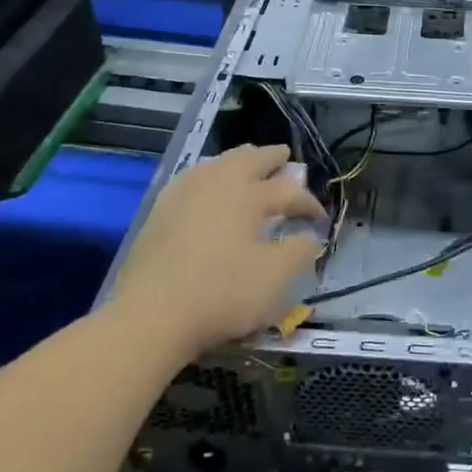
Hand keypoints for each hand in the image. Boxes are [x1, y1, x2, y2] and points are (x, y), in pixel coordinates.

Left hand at [109, 144, 326, 355]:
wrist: (150, 316)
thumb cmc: (221, 293)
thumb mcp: (275, 278)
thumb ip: (299, 252)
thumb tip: (308, 236)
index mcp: (248, 195)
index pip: (288, 192)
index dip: (308, 203)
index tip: (320, 218)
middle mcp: (217, 184)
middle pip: (249, 159)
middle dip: (271, 157)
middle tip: (284, 156)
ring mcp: (183, 195)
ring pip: (216, 164)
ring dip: (238, 160)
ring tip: (246, 163)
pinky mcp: (158, 212)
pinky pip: (191, 179)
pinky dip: (208, 175)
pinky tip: (205, 186)